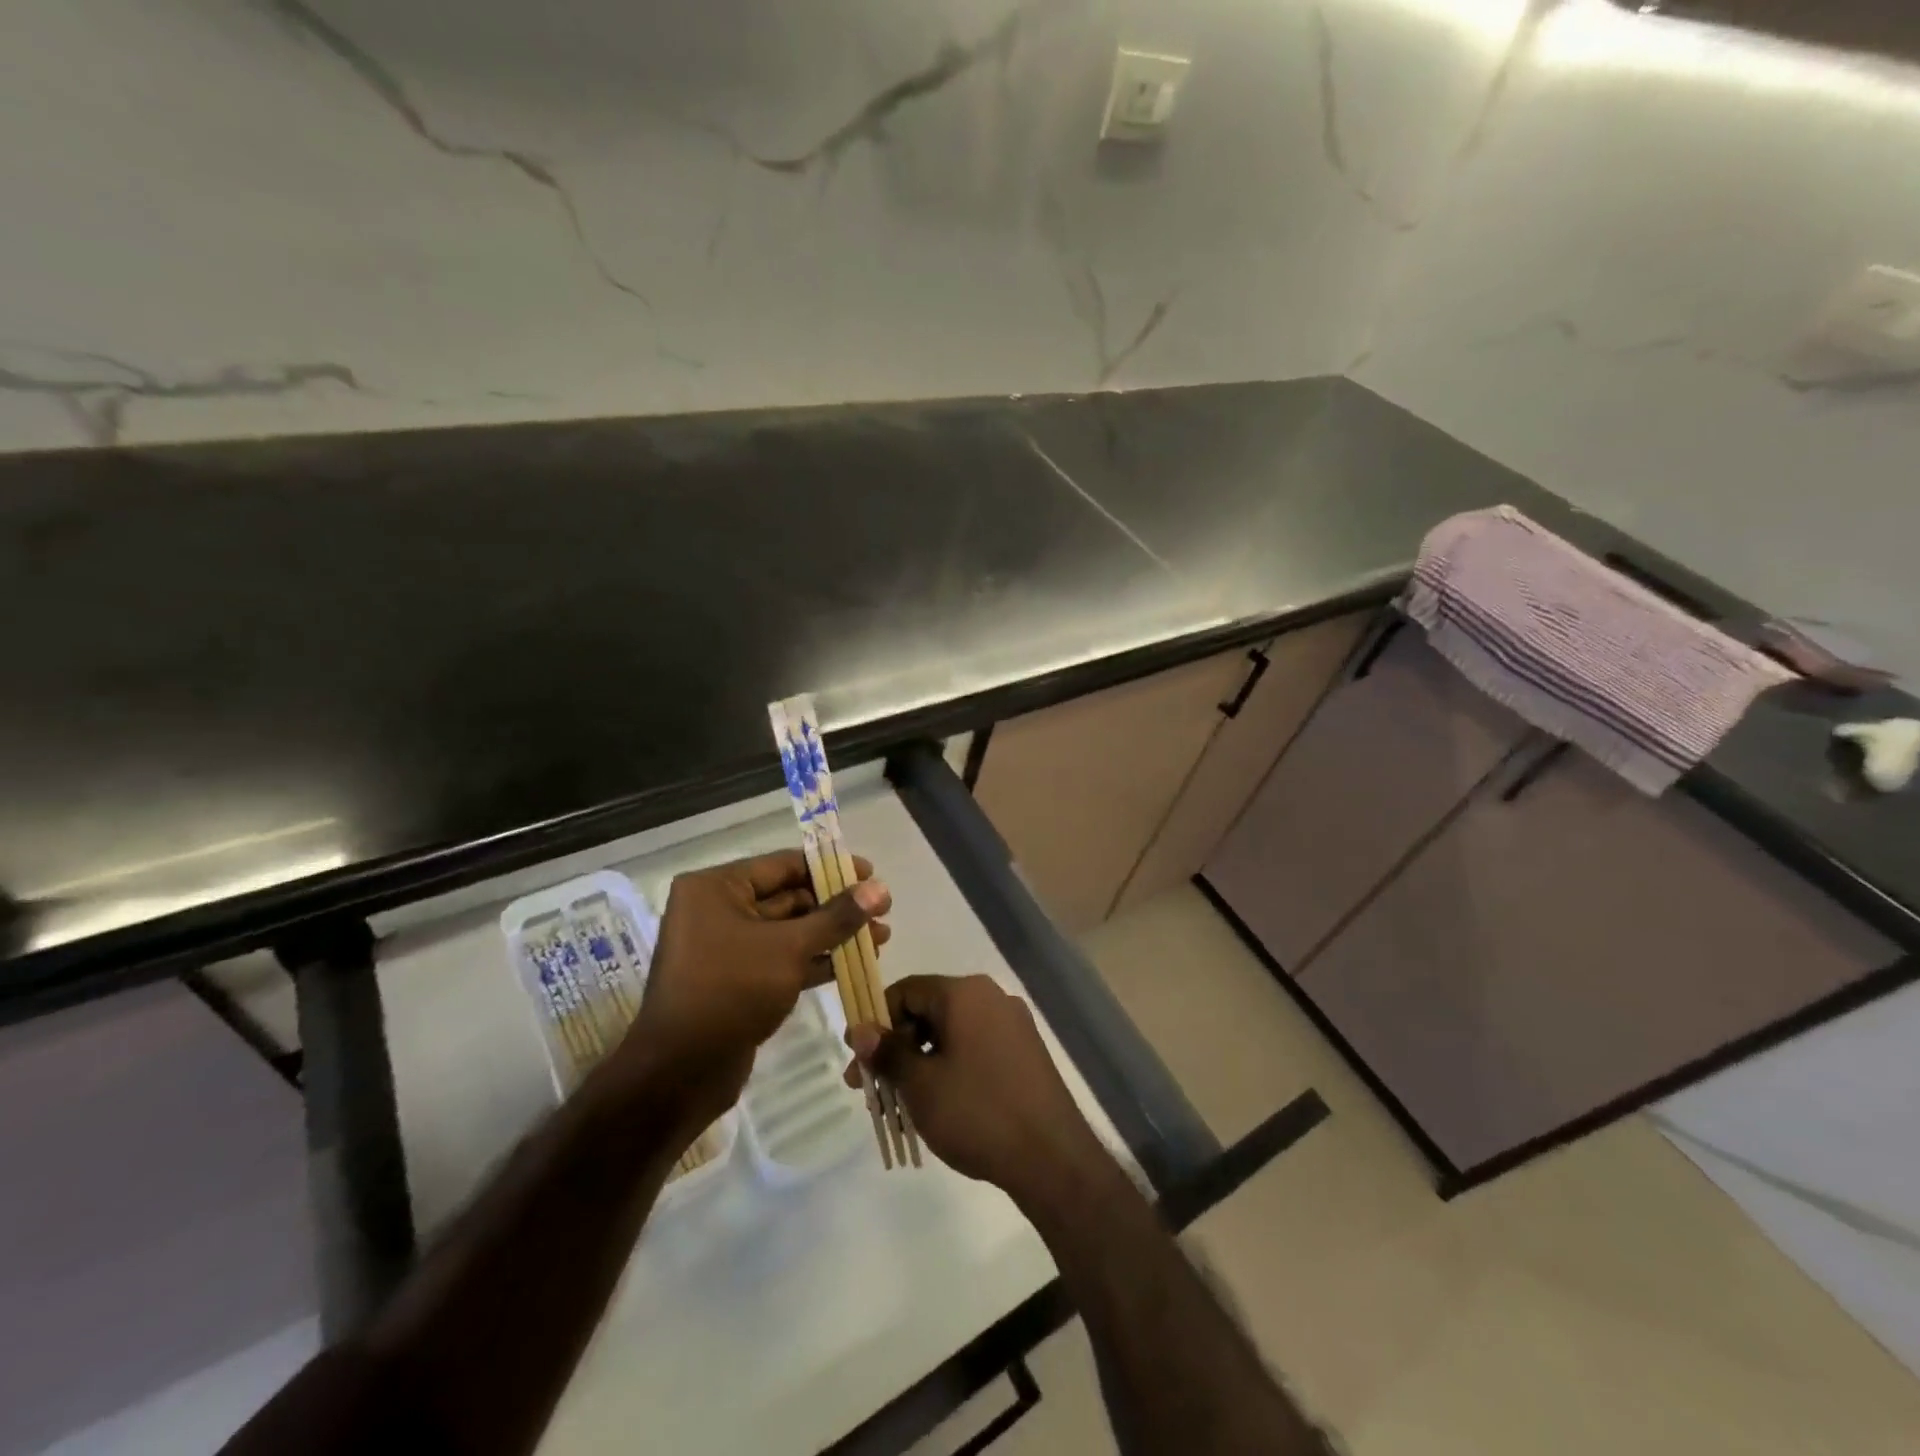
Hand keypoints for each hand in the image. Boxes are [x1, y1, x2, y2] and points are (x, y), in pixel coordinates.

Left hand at [618, 850, 889, 1140]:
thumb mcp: (789, 948)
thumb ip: (837, 916)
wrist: (680, 1073)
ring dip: (833, 934)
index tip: (871, 874)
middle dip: (837, 906)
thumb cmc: (730, 991)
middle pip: (789, 897)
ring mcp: (726, 947)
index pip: (783, 865)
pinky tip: (855, 962)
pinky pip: (783, 958)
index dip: (830, 868)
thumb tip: (880, 888)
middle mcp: (717, 910)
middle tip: (883, 910)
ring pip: (790, 931)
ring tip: (881, 938)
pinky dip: (816, 959)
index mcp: (715, 888)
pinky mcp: (738, 981)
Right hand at [844, 975, 1106, 1207]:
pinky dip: (949, 1066)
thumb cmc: (977, 1112)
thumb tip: (860, 1030)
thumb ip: (887, 1052)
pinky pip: (975, 1047)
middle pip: (929, 1010)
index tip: (857, 1058)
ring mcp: (1013, 1024)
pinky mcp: (1025, 1052)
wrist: (1052, 1157)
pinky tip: (938, 1103)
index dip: (875, 1021)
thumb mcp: (921, 1084)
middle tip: (871, 1088)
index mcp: (965, 993)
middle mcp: (991, 997)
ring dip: (920, 1060)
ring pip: (951, 1032)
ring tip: (900, 1103)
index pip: (906, 990)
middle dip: (896, 1046)